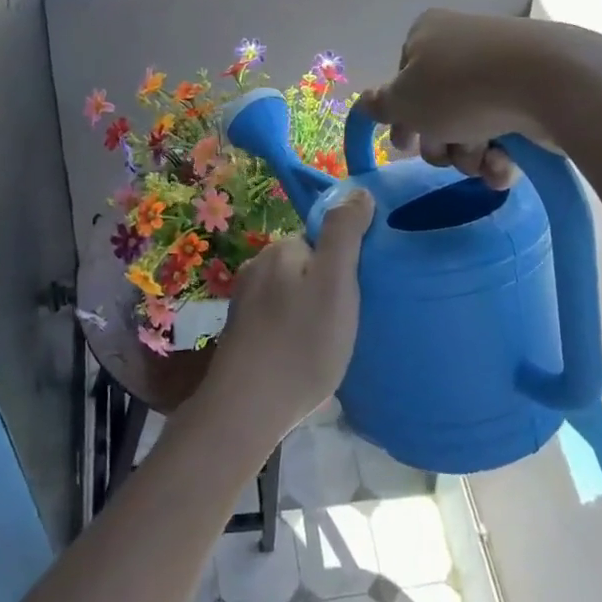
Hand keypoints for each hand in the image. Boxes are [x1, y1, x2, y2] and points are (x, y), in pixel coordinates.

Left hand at [200, 189, 374, 446]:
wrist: (246, 409)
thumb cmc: (301, 344)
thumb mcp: (335, 284)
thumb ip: (344, 234)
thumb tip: (358, 192)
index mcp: (280, 250)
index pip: (322, 239)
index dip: (345, 262)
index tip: (359, 293)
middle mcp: (257, 268)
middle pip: (307, 265)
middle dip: (328, 286)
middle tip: (348, 322)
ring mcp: (245, 302)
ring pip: (292, 294)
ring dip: (312, 311)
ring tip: (330, 344)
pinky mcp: (242, 334)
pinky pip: (279, 319)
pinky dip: (295, 331)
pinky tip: (304, 357)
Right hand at [358, 10, 563, 188]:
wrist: (549, 82)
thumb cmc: (460, 87)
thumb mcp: (404, 100)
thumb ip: (380, 105)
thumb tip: (366, 102)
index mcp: (427, 34)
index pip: (403, 80)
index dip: (402, 117)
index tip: (405, 145)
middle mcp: (464, 43)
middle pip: (437, 107)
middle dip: (440, 142)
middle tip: (446, 154)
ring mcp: (503, 66)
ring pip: (471, 124)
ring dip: (470, 154)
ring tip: (483, 161)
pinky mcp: (536, 90)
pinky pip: (506, 127)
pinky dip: (502, 153)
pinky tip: (505, 166)